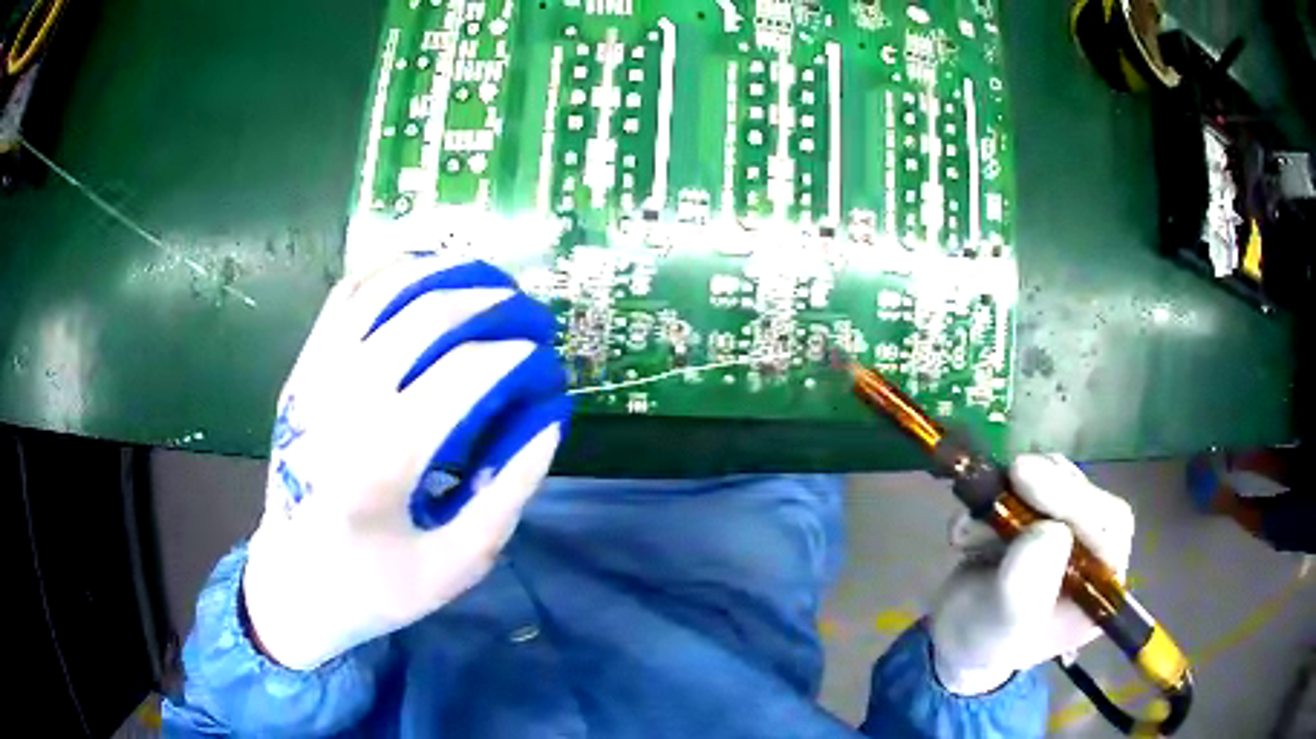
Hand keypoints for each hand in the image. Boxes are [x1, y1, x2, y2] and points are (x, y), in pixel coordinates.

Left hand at [242, 254, 571, 669]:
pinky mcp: (301, 371)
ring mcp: (314, 378)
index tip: (546, 364)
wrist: (292, 583)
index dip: (518, 356)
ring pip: (383, 290)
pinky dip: (388, 271)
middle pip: (427, 315)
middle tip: (528, 313)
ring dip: (443, 272)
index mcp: (383, 460)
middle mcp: (342, 402)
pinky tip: (423, 271)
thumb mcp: (457, 563)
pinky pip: (345, 297)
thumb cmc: (377, 587)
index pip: (466, 373)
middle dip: (491, 301)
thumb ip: (508, 489)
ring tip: (487, 276)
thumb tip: (547, 418)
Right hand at [929, 454, 1134, 694]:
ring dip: (1016, 491)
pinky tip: (970, 527)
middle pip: (1090, 499)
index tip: (1027, 478)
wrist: (955, 634)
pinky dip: (1001, 491)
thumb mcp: (997, 625)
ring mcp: (1074, 531)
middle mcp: (1096, 557)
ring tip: (971, 530)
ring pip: (1062, 481)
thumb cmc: (980, 639)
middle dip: (1048, 487)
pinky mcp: (1049, 512)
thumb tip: (1049, 531)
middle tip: (1010, 473)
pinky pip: (1037, 480)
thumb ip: (1024, 587)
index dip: (1074, 500)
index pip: (1107, 532)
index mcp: (1099, 592)